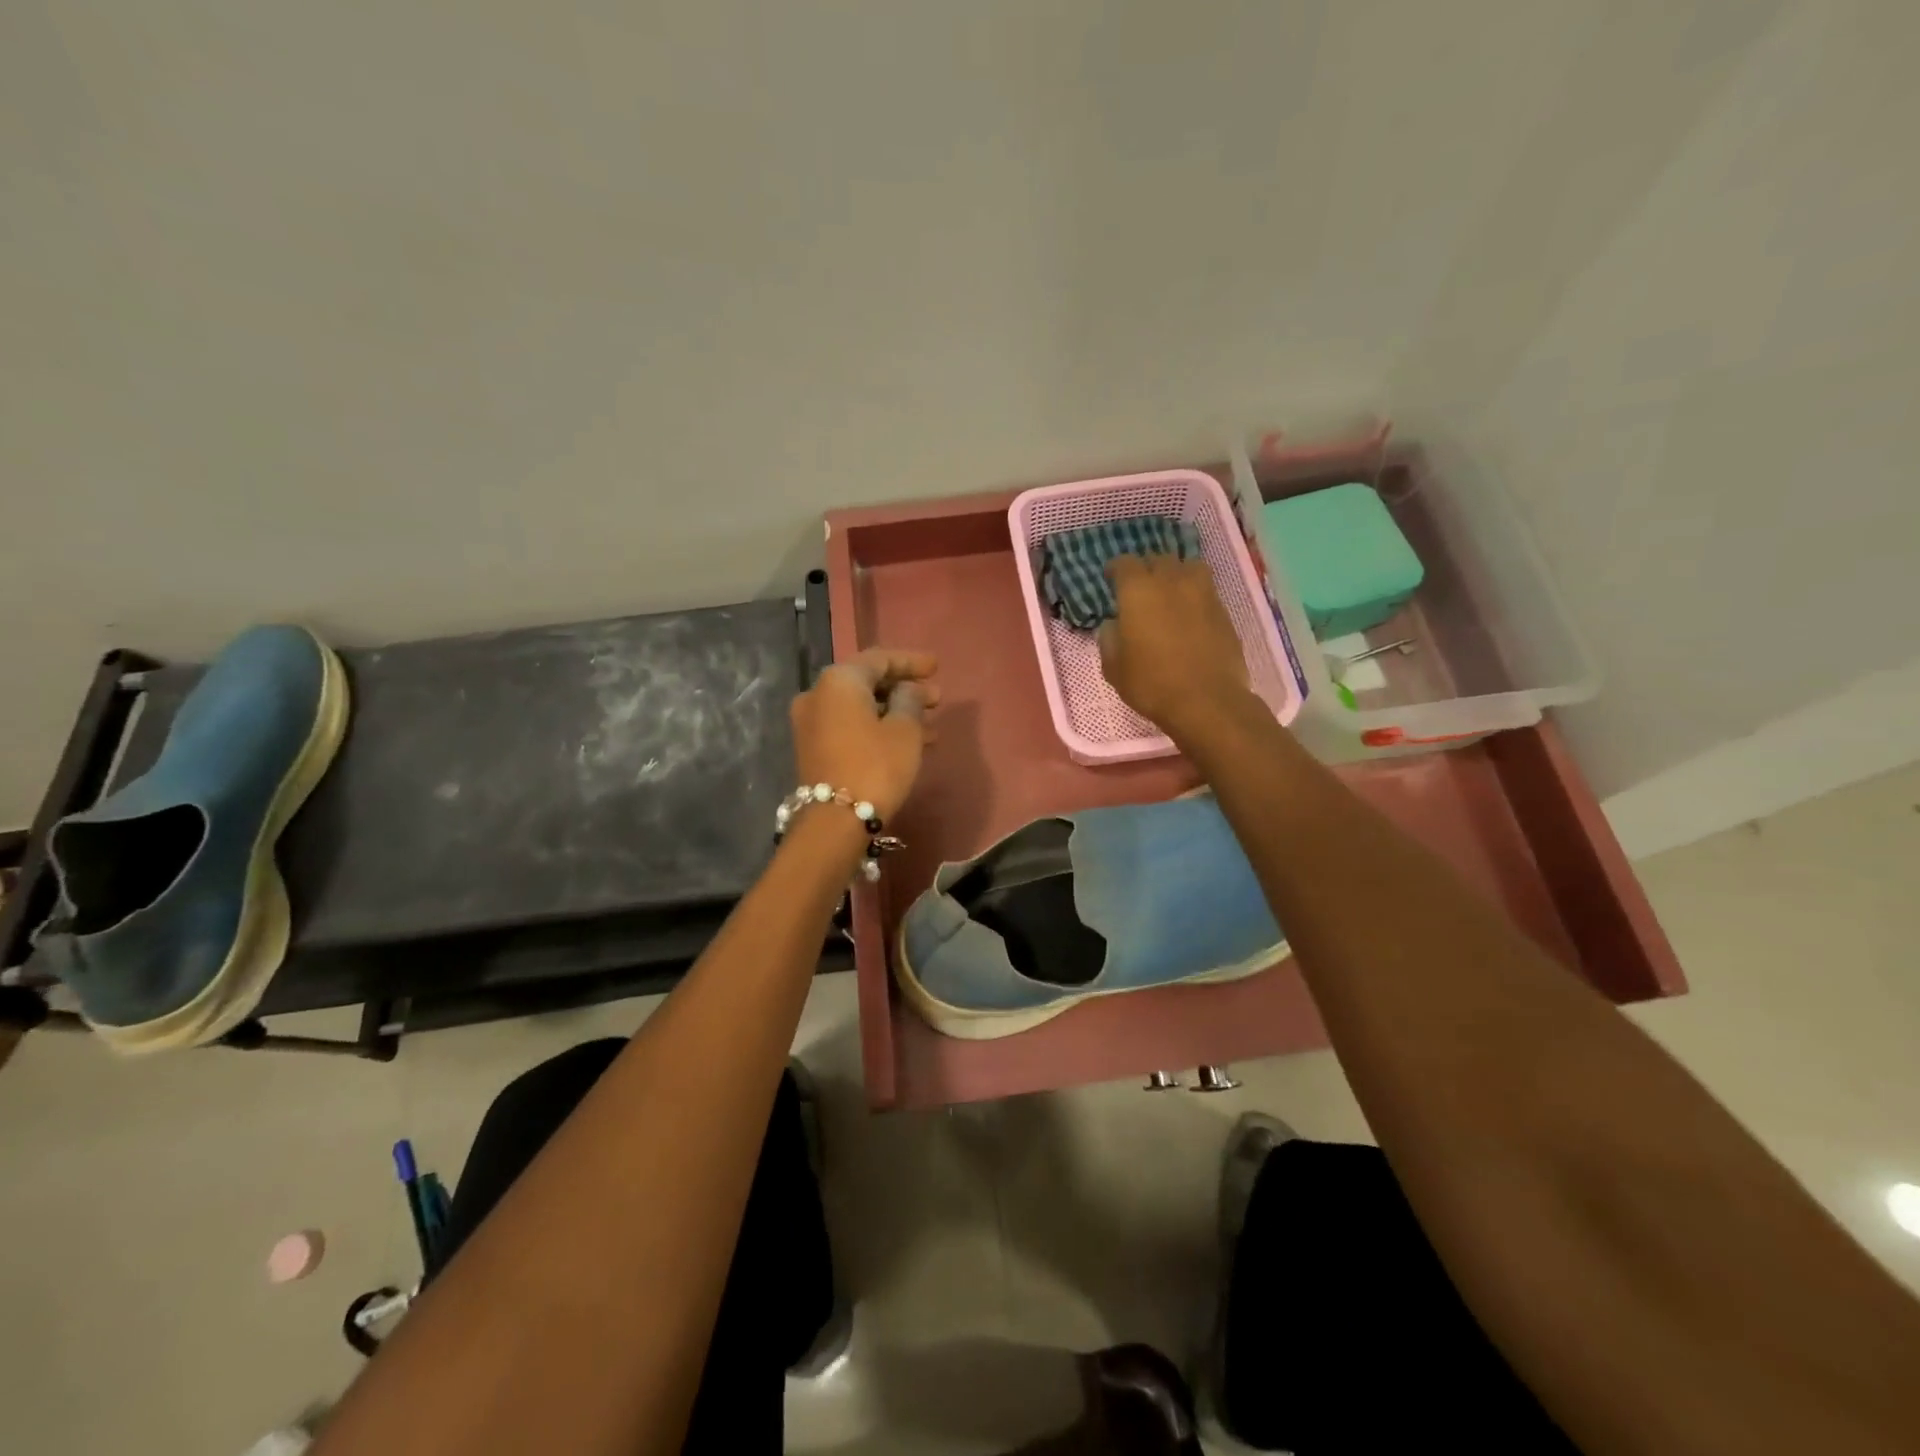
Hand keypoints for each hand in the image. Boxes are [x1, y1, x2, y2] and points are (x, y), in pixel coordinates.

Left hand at [791, 648, 939, 821]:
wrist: (835, 821)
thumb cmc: (876, 766)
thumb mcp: (905, 730)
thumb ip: (910, 700)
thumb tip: (908, 690)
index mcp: (839, 680)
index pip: (879, 659)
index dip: (911, 662)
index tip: (937, 668)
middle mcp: (818, 694)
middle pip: (868, 682)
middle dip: (904, 689)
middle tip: (936, 697)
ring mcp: (811, 722)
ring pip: (861, 707)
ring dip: (895, 712)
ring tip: (931, 724)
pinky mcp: (814, 747)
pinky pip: (851, 725)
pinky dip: (878, 727)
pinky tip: (908, 740)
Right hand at [1098, 554, 1250, 734]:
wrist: (1206, 700)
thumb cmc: (1151, 683)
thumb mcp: (1114, 668)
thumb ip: (1109, 639)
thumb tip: (1113, 625)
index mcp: (1138, 591)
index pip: (1125, 563)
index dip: (1116, 570)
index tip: (1111, 580)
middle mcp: (1171, 581)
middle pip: (1158, 559)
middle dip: (1147, 569)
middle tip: (1140, 588)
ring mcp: (1202, 593)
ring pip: (1188, 567)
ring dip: (1176, 574)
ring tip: (1170, 592)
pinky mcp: (1223, 610)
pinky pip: (1206, 590)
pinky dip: (1195, 595)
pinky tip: (1190, 614)